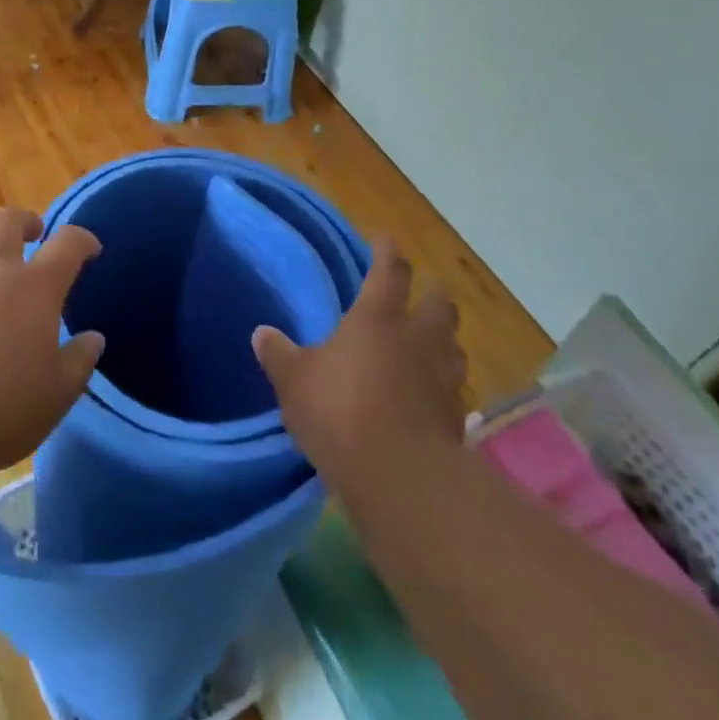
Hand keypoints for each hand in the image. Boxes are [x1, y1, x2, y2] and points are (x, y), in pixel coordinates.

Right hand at [253, 239, 468, 498]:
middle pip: (439, 304)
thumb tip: (261, 333)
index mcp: (378, 316)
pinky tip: (428, 398)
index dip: (388, 252)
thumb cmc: (340, 411)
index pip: (389, 270)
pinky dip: (443, 388)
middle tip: (420, 298)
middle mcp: (417, 337)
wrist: (400, 479)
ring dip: (444, 342)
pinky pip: (454, 391)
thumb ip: (279, 355)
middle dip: (431, 296)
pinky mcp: (457, 420)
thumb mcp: (294, 381)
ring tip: (428, 348)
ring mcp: (443, 378)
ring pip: (454, 347)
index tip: (387, 239)